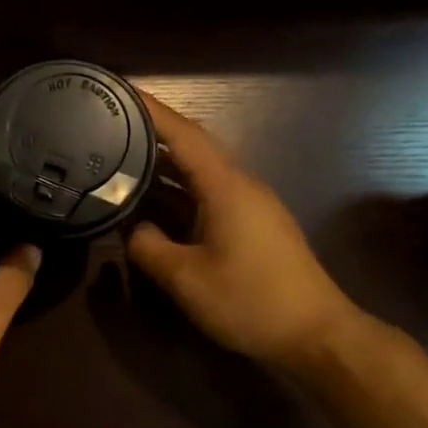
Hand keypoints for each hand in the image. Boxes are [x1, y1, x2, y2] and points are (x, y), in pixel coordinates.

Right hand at [127, 93, 361, 369]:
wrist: (316, 334)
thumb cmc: (251, 301)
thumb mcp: (186, 279)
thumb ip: (148, 247)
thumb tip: (132, 228)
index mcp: (225, 187)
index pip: (183, 135)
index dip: (151, 111)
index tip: (121, 92)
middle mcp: (240, 185)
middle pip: (192, 147)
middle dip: (152, 134)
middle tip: (110, 127)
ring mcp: (251, 205)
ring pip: (200, 173)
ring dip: (165, 165)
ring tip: (123, 160)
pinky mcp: (254, 225)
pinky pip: (209, 194)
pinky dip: (179, 190)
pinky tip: (156, 202)